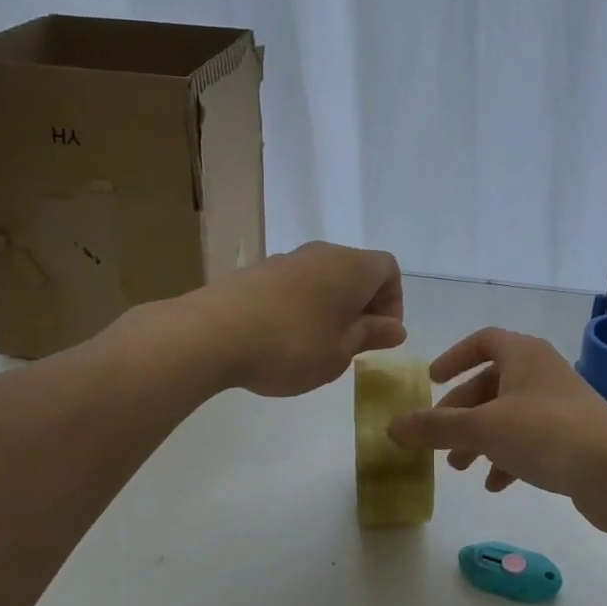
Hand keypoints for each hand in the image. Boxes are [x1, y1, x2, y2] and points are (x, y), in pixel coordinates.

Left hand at [191, 241, 405, 397]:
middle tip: (350, 345)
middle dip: (361, 307)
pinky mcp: (255, 273)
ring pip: (322, 279)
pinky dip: (300, 308)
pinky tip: (282, 340)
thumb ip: (370, 336)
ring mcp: (285, 260)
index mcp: (351, 267)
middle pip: (355, 271)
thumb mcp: (340, 352)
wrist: (211, 334)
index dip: (393, 302)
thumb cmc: (291, 346)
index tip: (378, 335)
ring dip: (329, 308)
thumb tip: (395, 327)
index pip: (389, 269)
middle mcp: (321, 253)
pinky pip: (293, 286)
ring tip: (315, 347)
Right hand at [386, 327, 606, 527]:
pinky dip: (508, 458)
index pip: (484, 341)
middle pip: (491, 384)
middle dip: (461, 412)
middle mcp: (542, 373)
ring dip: (480, 438)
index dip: (455, 358)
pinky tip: (496, 484)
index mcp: (524, 355)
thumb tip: (391, 427)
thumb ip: (435, 427)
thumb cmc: (547, 434)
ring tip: (459, 468)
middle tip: (438, 439)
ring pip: (508, 415)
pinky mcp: (573, 438)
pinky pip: (530, 441)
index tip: (432, 381)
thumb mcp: (483, 429)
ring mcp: (561, 406)